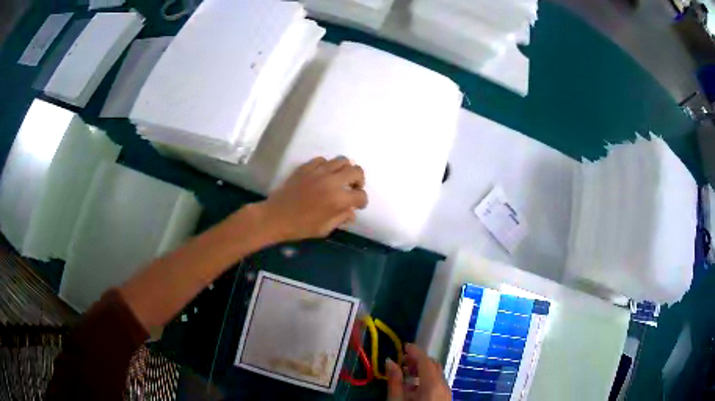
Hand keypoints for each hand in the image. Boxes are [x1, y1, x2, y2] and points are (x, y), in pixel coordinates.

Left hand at [257, 156, 367, 241]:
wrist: (275, 217)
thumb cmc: (300, 227)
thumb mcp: (325, 229)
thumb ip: (341, 218)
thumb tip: (351, 212)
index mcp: (338, 200)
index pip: (360, 195)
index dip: (362, 201)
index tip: (358, 205)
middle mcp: (332, 182)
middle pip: (356, 171)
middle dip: (359, 181)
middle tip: (353, 188)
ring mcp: (318, 172)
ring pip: (342, 160)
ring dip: (345, 169)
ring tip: (340, 178)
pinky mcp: (306, 167)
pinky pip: (323, 160)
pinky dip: (327, 166)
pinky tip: (323, 175)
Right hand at [386, 344, 450, 400]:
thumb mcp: (396, 399)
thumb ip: (394, 380)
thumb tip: (390, 361)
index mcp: (432, 383)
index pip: (425, 360)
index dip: (415, 351)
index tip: (404, 345)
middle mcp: (443, 384)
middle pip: (432, 365)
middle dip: (418, 360)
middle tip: (402, 360)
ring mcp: (446, 391)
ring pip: (436, 374)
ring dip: (422, 370)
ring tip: (406, 374)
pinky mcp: (446, 397)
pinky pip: (437, 383)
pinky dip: (426, 379)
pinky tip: (413, 387)